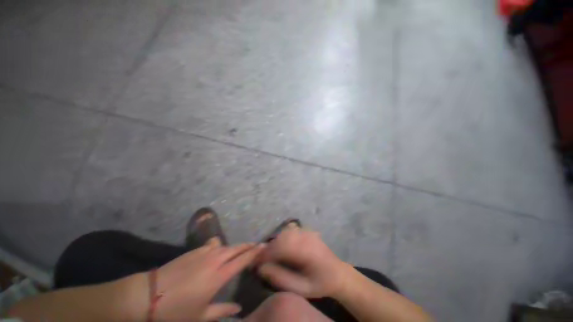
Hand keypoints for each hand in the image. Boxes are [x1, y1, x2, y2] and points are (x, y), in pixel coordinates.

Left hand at [142, 238, 263, 320]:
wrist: (147, 295)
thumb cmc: (176, 311)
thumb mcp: (201, 317)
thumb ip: (222, 311)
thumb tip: (238, 308)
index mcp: (219, 276)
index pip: (242, 259)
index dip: (254, 252)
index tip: (264, 246)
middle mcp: (214, 260)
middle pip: (236, 248)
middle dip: (248, 245)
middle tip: (256, 245)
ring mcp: (204, 253)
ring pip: (225, 245)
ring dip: (234, 246)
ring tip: (239, 250)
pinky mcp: (194, 251)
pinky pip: (212, 244)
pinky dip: (218, 245)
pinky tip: (217, 249)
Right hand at [257, 229, 350, 297]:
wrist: (338, 273)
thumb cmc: (320, 283)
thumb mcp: (301, 288)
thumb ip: (281, 278)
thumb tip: (262, 268)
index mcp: (306, 251)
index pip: (280, 247)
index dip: (266, 254)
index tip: (256, 262)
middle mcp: (306, 237)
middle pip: (282, 236)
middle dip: (269, 247)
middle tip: (262, 259)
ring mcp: (308, 231)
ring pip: (285, 231)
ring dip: (276, 241)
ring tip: (272, 255)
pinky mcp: (308, 230)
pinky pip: (291, 229)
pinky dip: (283, 236)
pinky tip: (284, 246)